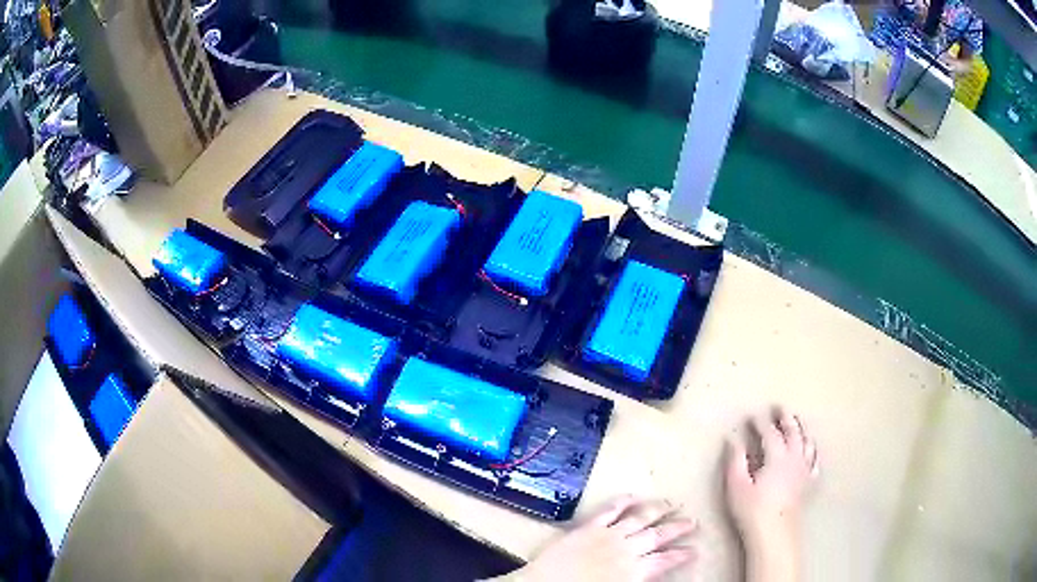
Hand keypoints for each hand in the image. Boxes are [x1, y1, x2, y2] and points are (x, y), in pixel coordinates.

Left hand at [501, 497, 697, 581]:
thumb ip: (640, 579)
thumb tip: (654, 575)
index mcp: (635, 570)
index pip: (666, 560)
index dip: (682, 554)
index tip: (695, 549)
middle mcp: (627, 549)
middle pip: (658, 535)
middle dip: (678, 528)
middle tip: (693, 520)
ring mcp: (608, 535)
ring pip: (639, 518)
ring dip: (657, 509)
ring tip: (671, 503)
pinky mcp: (588, 528)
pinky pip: (609, 510)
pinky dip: (622, 501)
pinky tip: (633, 495)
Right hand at [725, 409, 817, 581]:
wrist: (775, 533)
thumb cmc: (752, 510)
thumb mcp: (736, 486)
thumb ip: (735, 460)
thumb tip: (732, 440)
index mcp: (777, 456)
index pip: (769, 433)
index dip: (760, 423)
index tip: (752, 417)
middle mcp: (795, 457)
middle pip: (793, 431)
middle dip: (786, 418)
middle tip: (780, 407)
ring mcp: (805, 469)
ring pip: (807, 442)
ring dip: (801, 429)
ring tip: (797, 421)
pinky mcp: (809, 482)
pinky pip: (815, 460)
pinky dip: (813, 450)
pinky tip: (810, 449)